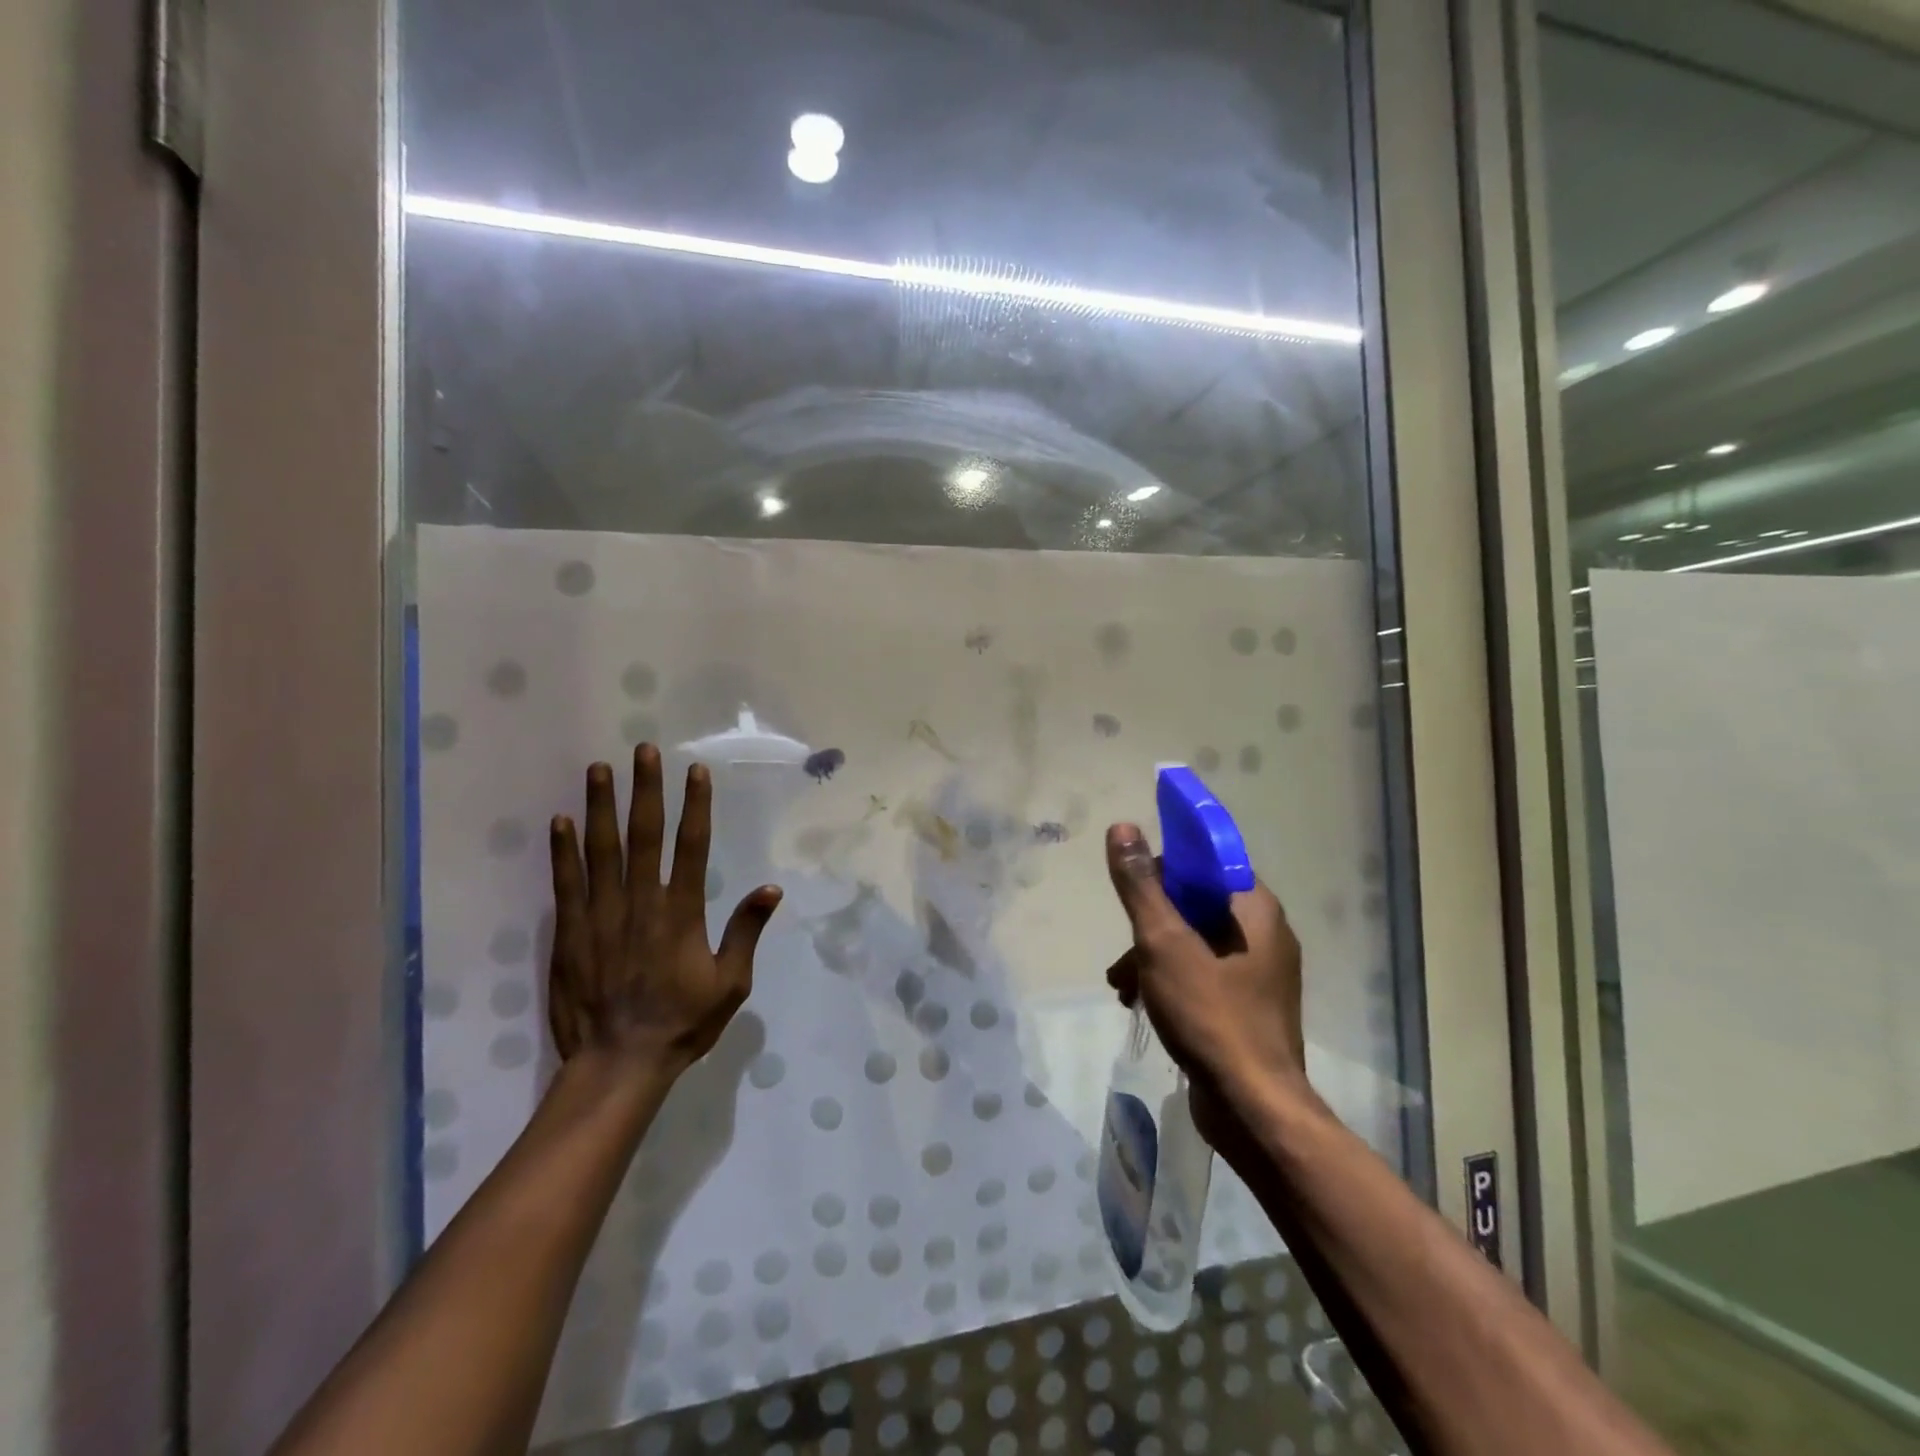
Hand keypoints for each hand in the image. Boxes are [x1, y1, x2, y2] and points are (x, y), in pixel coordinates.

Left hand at [548, 745, 782, 1075]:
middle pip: (644, 835)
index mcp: (681, 912)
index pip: (691, 846)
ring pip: (601, 850)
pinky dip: (563, 850)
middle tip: (643, 751)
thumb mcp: (730, 983)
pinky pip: (565, 883)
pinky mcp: (569, 932)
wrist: (619, 1062)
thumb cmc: (682, 1022)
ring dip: (600, 806)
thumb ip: (746, 932)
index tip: (694, 771)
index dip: (694, 805)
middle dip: (645, 789)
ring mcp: (601, 915)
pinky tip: (561, 821)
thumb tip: (771, 889)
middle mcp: (641, 903)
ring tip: (598, 769)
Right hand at [1103, 823, 1309, 1120]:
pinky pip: (1203, 974)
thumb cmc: (1210, 1014)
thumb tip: (1123, 827)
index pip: (1206, 862)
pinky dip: (1170, 980)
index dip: (1166, 868)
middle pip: (1195, 904)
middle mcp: (1264, 933)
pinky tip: (1140, 1003)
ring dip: (1152, 955)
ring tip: (1122, 985)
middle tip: (1124, 950)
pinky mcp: (1248, 1006)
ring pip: (1194, 941)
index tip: (1135, 891)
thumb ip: (1141, 885)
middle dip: (1150, 923)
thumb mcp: (1164, 942)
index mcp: (1254, 909)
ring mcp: (1259, 973)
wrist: (1252, 1108)